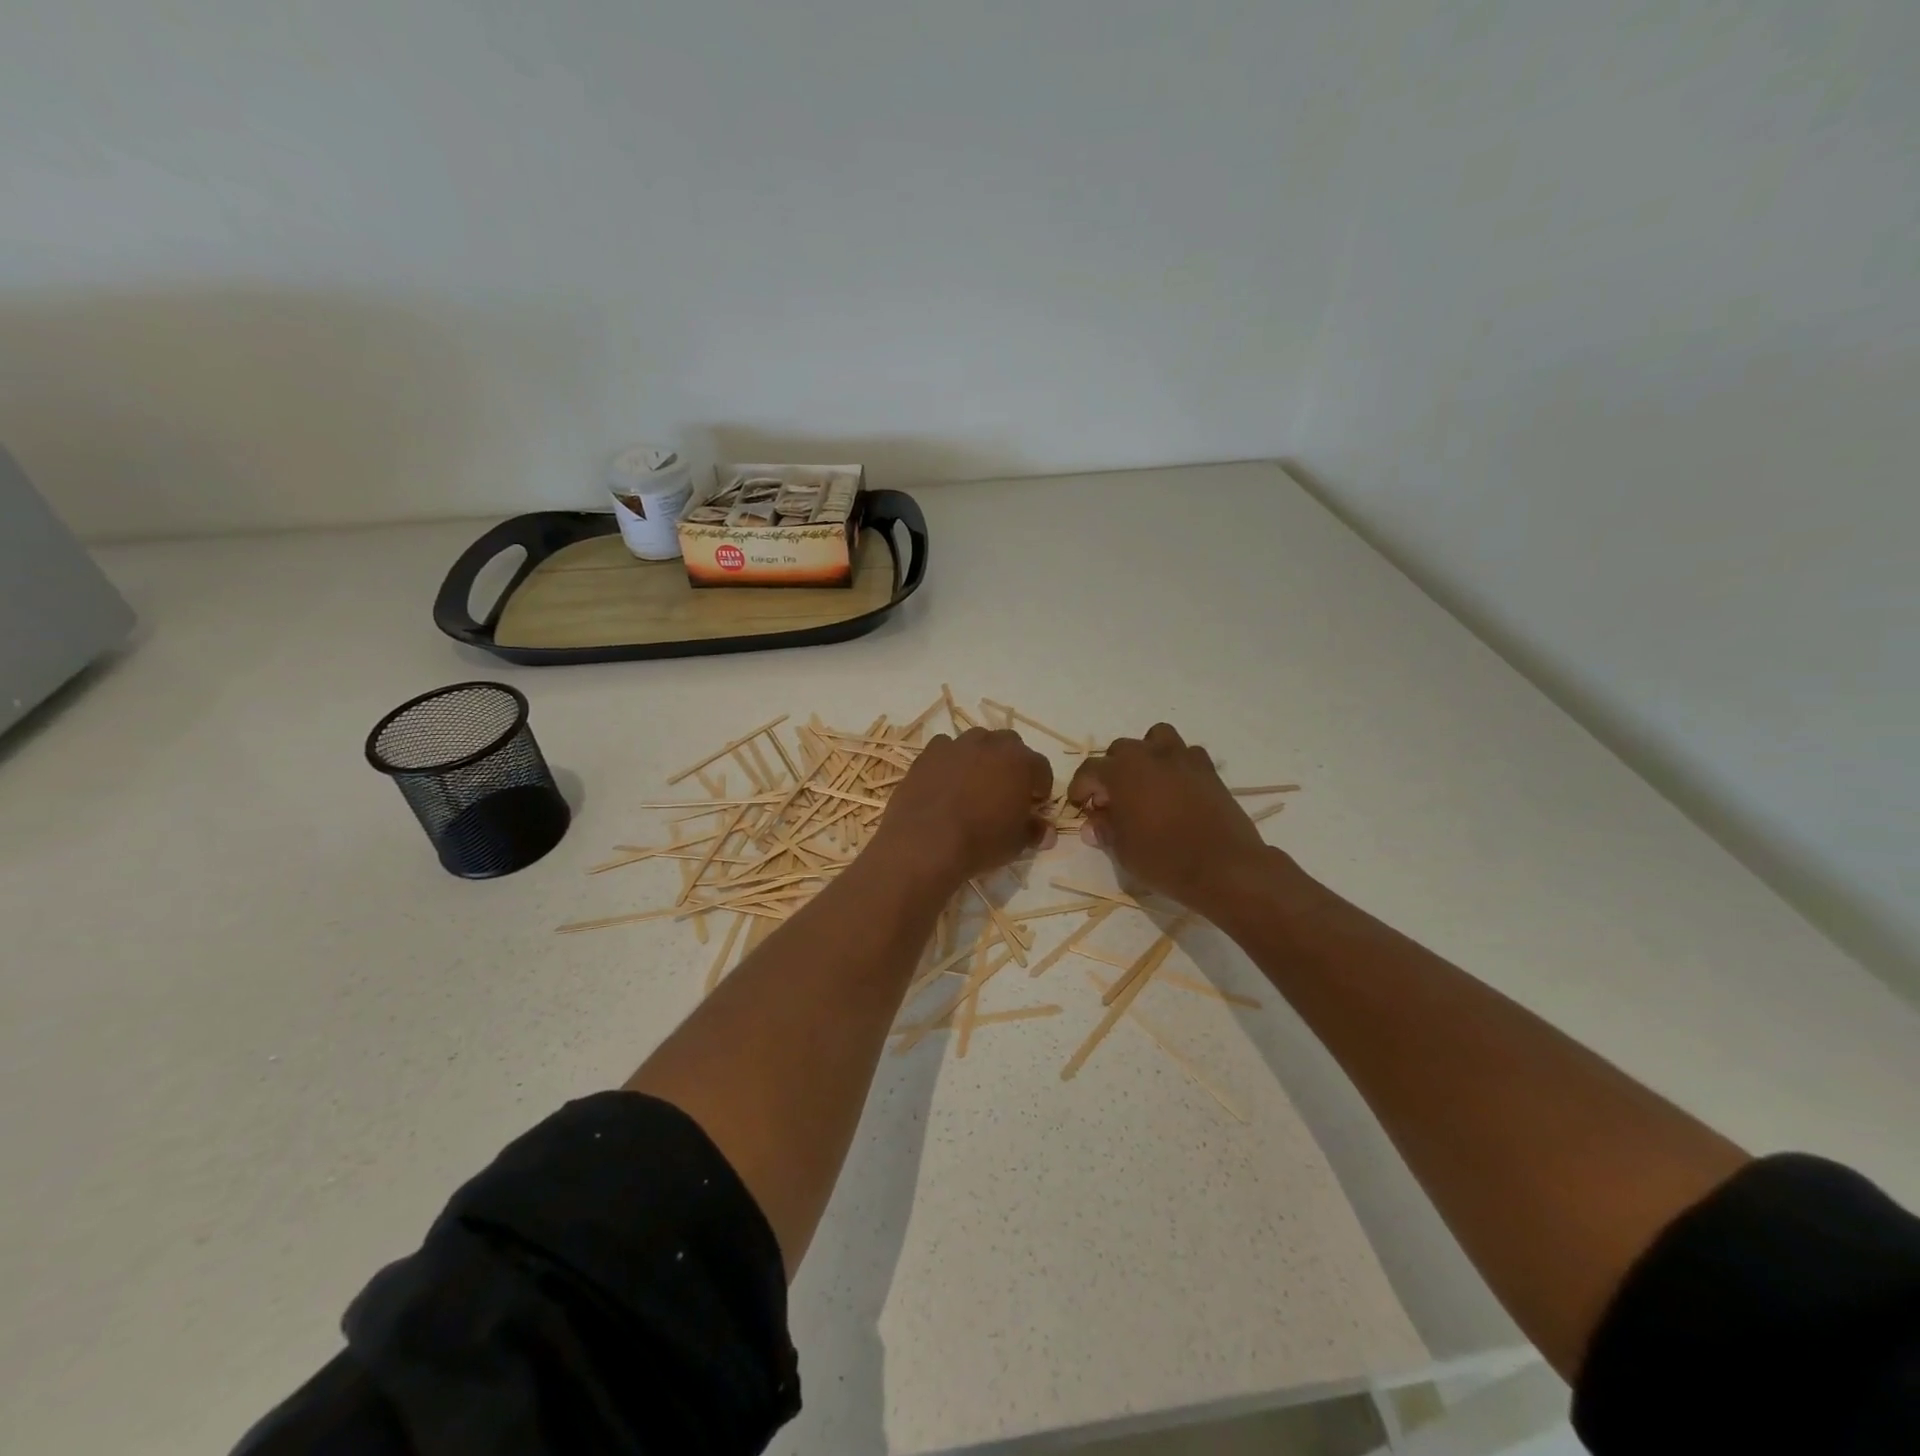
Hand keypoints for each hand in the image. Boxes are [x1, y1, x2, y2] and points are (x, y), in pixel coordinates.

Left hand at [873, 728, 1055, 888]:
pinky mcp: (928, 753)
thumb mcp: (1016, 843)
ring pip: (977, 741)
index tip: (1036, 803)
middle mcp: (990, 744)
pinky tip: (946, 781)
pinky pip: (945, 749)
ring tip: (975, 783)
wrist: (925, 842)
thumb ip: (1035, 831)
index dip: (1041, 785)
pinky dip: (950, 760)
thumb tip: (1047, 832)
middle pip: (1010, 745)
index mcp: (1020, 762)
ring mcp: (956, 745)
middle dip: (1012, 764)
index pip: (1041, 767)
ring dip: (981, 756)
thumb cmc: (980, 842)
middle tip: (1007, 790)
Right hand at [1067, 723, 1280, 918]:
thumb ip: (1105, 830)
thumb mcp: (1123, 850)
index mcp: (1121, 772)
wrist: (1224, 867)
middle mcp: (1149, 755)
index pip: (1090, 770)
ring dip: (1145, 755)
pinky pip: (1186, 754)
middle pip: (1120, 750)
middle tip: (1112, 800)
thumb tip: (1093, 824)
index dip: (1080, 788)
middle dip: (1111, 771)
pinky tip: (1175, 787)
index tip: (1080, 806)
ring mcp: (1182, 758)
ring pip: (1156, 738)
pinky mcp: (1207, 769)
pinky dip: (1176, 764)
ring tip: (1145, 781)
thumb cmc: (1164, 859)